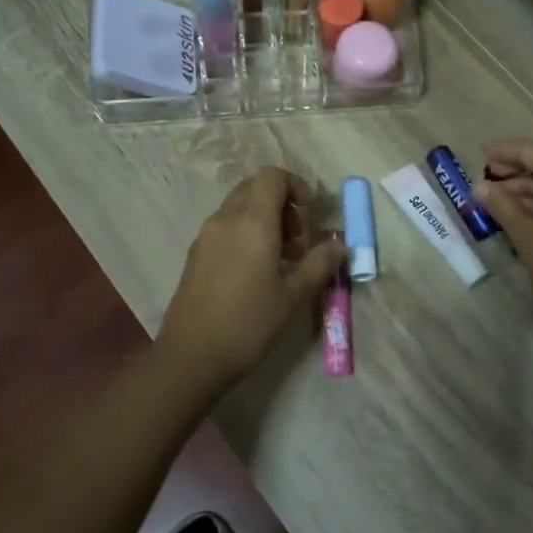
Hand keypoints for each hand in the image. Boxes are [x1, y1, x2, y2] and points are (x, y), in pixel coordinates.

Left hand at [156, 167, 346, 389]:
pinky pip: (225, 227)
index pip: (272, 176)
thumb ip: (320, 263)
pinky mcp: (195, 254)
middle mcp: (226, 218)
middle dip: (281, 203)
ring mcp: (206, 235)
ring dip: (264, 219)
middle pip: (254, 188)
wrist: (192, 355)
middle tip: (297, 239)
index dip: (296, 185)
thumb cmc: (249, 322)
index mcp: (252, 220)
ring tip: (281, 259)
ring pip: (239, 207)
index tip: (310, 211)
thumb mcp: (294, 295)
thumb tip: (340, 244)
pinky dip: (245, 233)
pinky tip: (255, 272)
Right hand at [474, 140, 532, 322]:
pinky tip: (522, 212)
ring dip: (529, 186)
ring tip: (498, 197)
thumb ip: (501, 205)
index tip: (480, 152)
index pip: (532, 151)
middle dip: (517, 168)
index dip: (504, 151)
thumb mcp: (525, 233)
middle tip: (488, 174)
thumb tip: (480, 187)